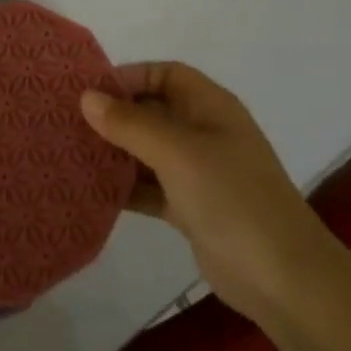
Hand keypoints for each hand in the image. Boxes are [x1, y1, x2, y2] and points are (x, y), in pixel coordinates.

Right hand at [81, 62, 332, 322]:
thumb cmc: (231, 197)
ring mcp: (200, 172)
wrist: (281, 276)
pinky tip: (93, 192)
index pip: (166, 74)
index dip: (130, 76)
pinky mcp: (192, 208)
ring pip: (150, 151)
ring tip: (72, 154)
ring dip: (117, 152)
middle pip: (155, 111)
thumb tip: (87, 97)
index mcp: (211, 107)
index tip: (89, 92)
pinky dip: (127, 187)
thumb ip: (131, 124)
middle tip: (69, 123)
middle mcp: (206, 132)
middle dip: (116, 115)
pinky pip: (152, 187)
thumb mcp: (178, 153)